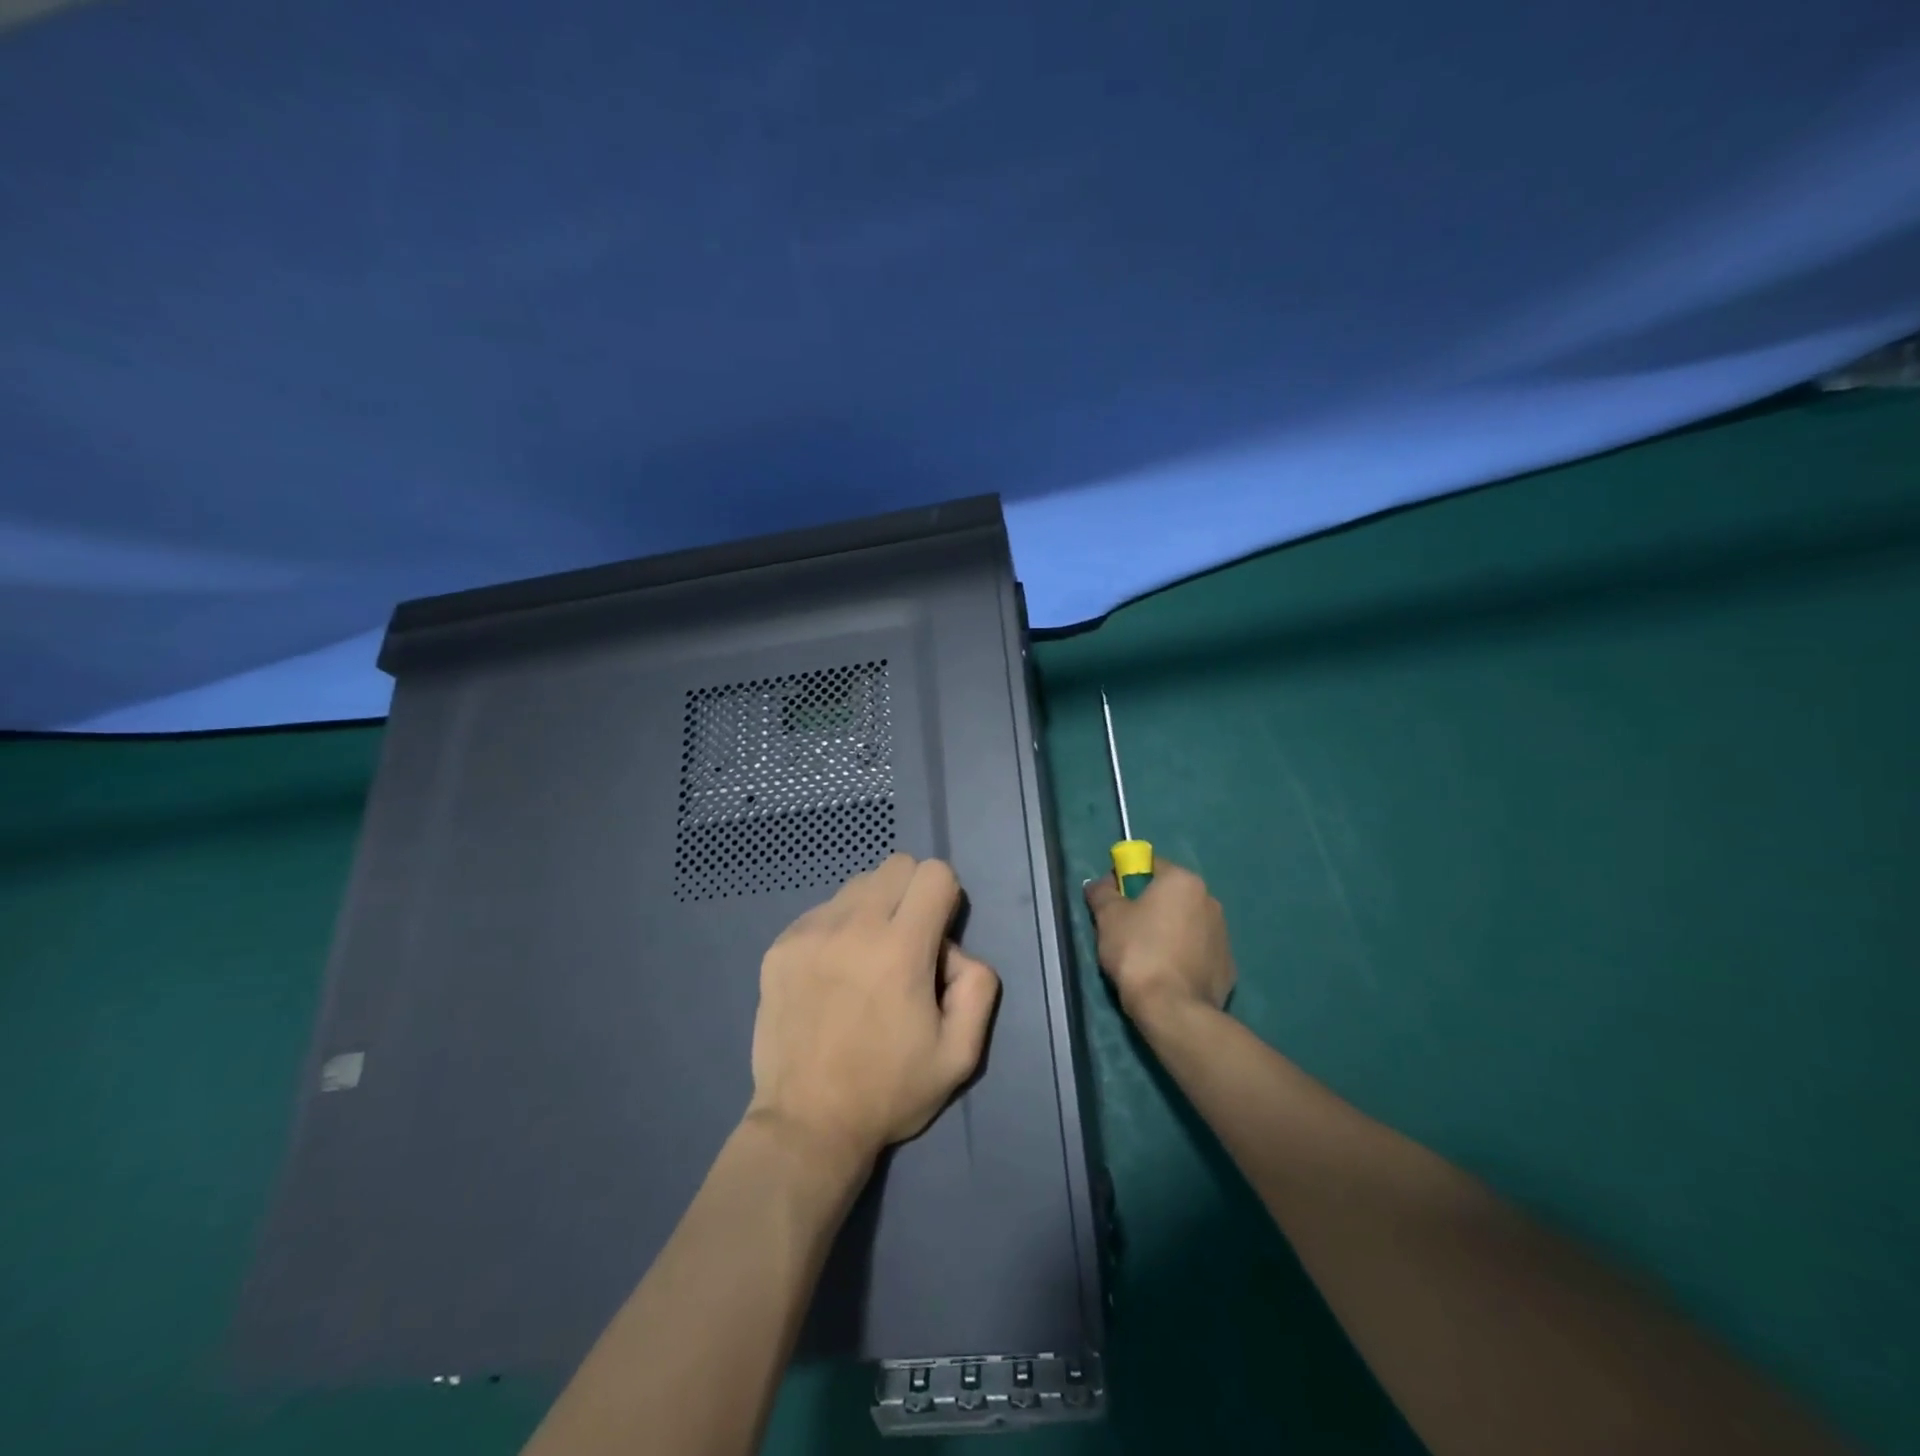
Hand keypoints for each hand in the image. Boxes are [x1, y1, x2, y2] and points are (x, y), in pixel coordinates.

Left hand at [747, 854, 1000, 1168]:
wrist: (806, 1124)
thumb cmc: (889, 1090)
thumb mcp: (961, 1054)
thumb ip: (978, 987)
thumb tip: (954, 951)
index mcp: (901, 949)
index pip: (934, 872)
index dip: (945, 898)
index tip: (937, 935)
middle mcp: (853, 926)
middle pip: (896, 865)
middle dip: (912, 894)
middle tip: (906, 944)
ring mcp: (810, 932)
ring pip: (857, 884)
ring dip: (874, 908)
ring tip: (866, 960)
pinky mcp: (780, 946)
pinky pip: (822, 910)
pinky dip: (837, 928)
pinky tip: (833, 975)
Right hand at [1084, 858, 1235, 1029]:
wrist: (1173, 1009)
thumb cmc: (1137, 952)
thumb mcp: (1108, 917)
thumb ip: (1102, 892)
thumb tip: (1099, 884)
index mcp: (1183, 881)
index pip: (1150, 865)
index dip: (1126, 879)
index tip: (1112, 902)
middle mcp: (1210, 900)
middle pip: (1170, 895)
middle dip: (1149, 907)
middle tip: (1125, 931)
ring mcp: (1223, 934)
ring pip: (1186, 923)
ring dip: (1168, 931)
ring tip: (1146, 958)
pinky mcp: (1228, 966)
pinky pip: (1198, 951)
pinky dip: (1183, 956)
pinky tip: (1167, 975)